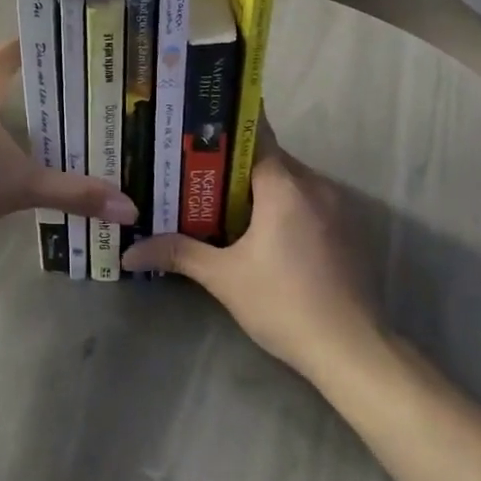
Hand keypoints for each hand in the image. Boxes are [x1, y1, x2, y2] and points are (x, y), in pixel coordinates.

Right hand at [121, 127, 382, 381]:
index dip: (223, 132)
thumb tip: (129, 251)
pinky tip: (260, 230)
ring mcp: (338, 207)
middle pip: (270, 158)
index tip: (194, 132)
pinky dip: (284, 206)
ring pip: (291, 181)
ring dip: (260, 188)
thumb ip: (179, 254)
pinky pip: (308, 202)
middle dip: (233, 165)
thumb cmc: (283, 303)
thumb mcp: (224, 278)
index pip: (254, 136)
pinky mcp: (348, 230)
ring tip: (219, 200)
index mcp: (286, 186)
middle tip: (194, 172)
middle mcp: (316, 185)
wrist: (351, 348)